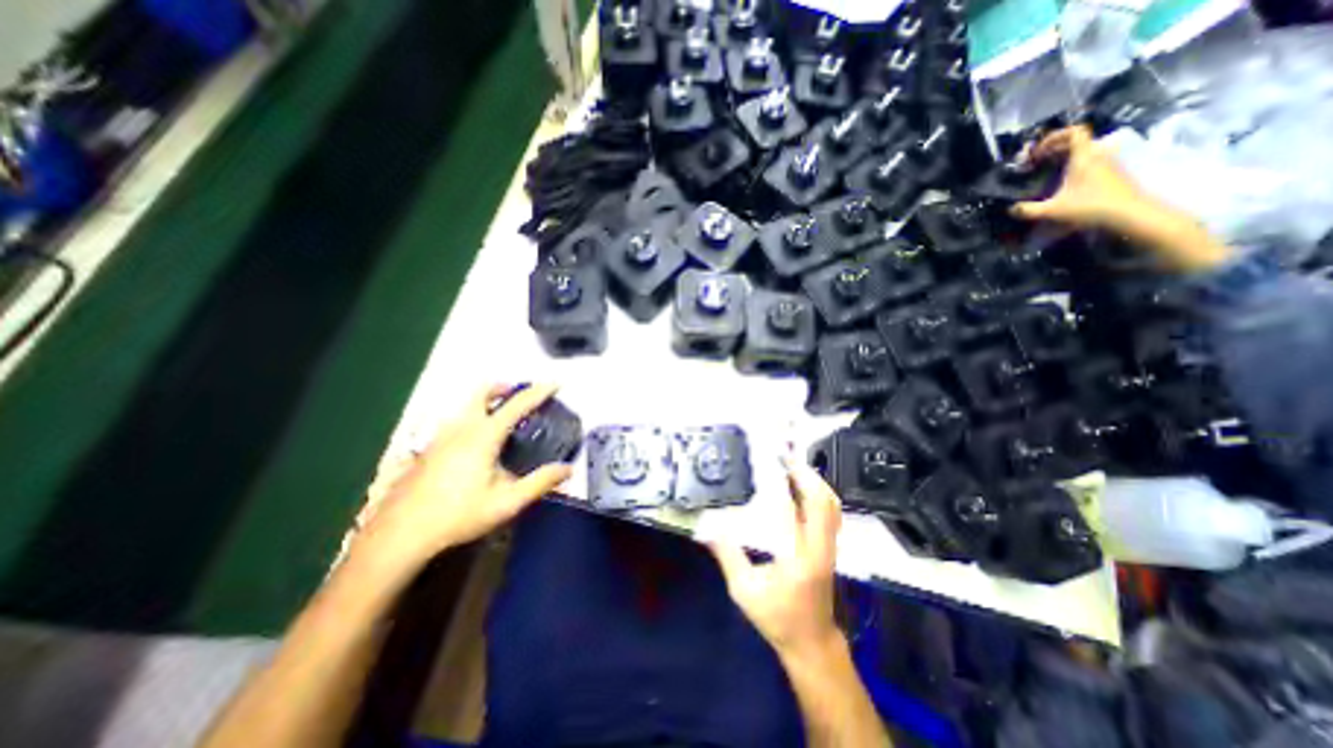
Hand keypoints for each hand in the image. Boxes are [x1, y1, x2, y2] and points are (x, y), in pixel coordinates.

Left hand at [351, 385, 568, 571]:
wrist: (400, 533)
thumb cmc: (458, 515)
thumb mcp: (507, 502)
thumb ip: (540, 483)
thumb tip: (568, 469)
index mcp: (483, 436)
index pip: (517, 404)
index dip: (539, 391)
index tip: (556, 383)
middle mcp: (462, 427)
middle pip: (483, 392)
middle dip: (506, 387)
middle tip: (522, 395)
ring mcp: (442, 435)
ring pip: (468, 404)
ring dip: (489, 401)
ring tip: (505, 416)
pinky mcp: (430, 447)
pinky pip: (458, 419)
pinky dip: (475, 416)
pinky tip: (479, 441)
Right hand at [708, 460, 840, 658]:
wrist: (810, 642)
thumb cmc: (778, 618)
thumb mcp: (745, 590)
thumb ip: (728, 555)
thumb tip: (707, 527)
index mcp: (803, 554)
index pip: (806, 509)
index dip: (796, 480)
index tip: (780, 461)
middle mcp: (822, 546)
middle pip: (826, 501)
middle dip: (808, 474)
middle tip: (785, 456)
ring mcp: (829, 546)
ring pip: (832, 505)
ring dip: (814, 481)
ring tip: (791, 466)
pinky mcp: (828, 547)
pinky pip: (829, 513)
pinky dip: (817, 493)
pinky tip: (798, 488)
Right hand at [1012, 127, 1146, 230]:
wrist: (1127, 213)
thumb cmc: (1089, 207)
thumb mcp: (1052, 210)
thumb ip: (1028, 210)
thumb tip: (1011, 209)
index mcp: (1083, 157)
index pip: (1074, 132)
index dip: (1055, 136)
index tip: (1038, 151)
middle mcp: (1097, 155)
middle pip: (1077, 141)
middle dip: (1055, 148)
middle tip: (1038, 162)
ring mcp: (1107, 162)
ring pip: (1084, 151)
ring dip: (1065, 157)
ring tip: (1049, 170)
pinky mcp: (1111, 172)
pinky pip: (1091, 161)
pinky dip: (1075, 165)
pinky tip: (1064, 181)